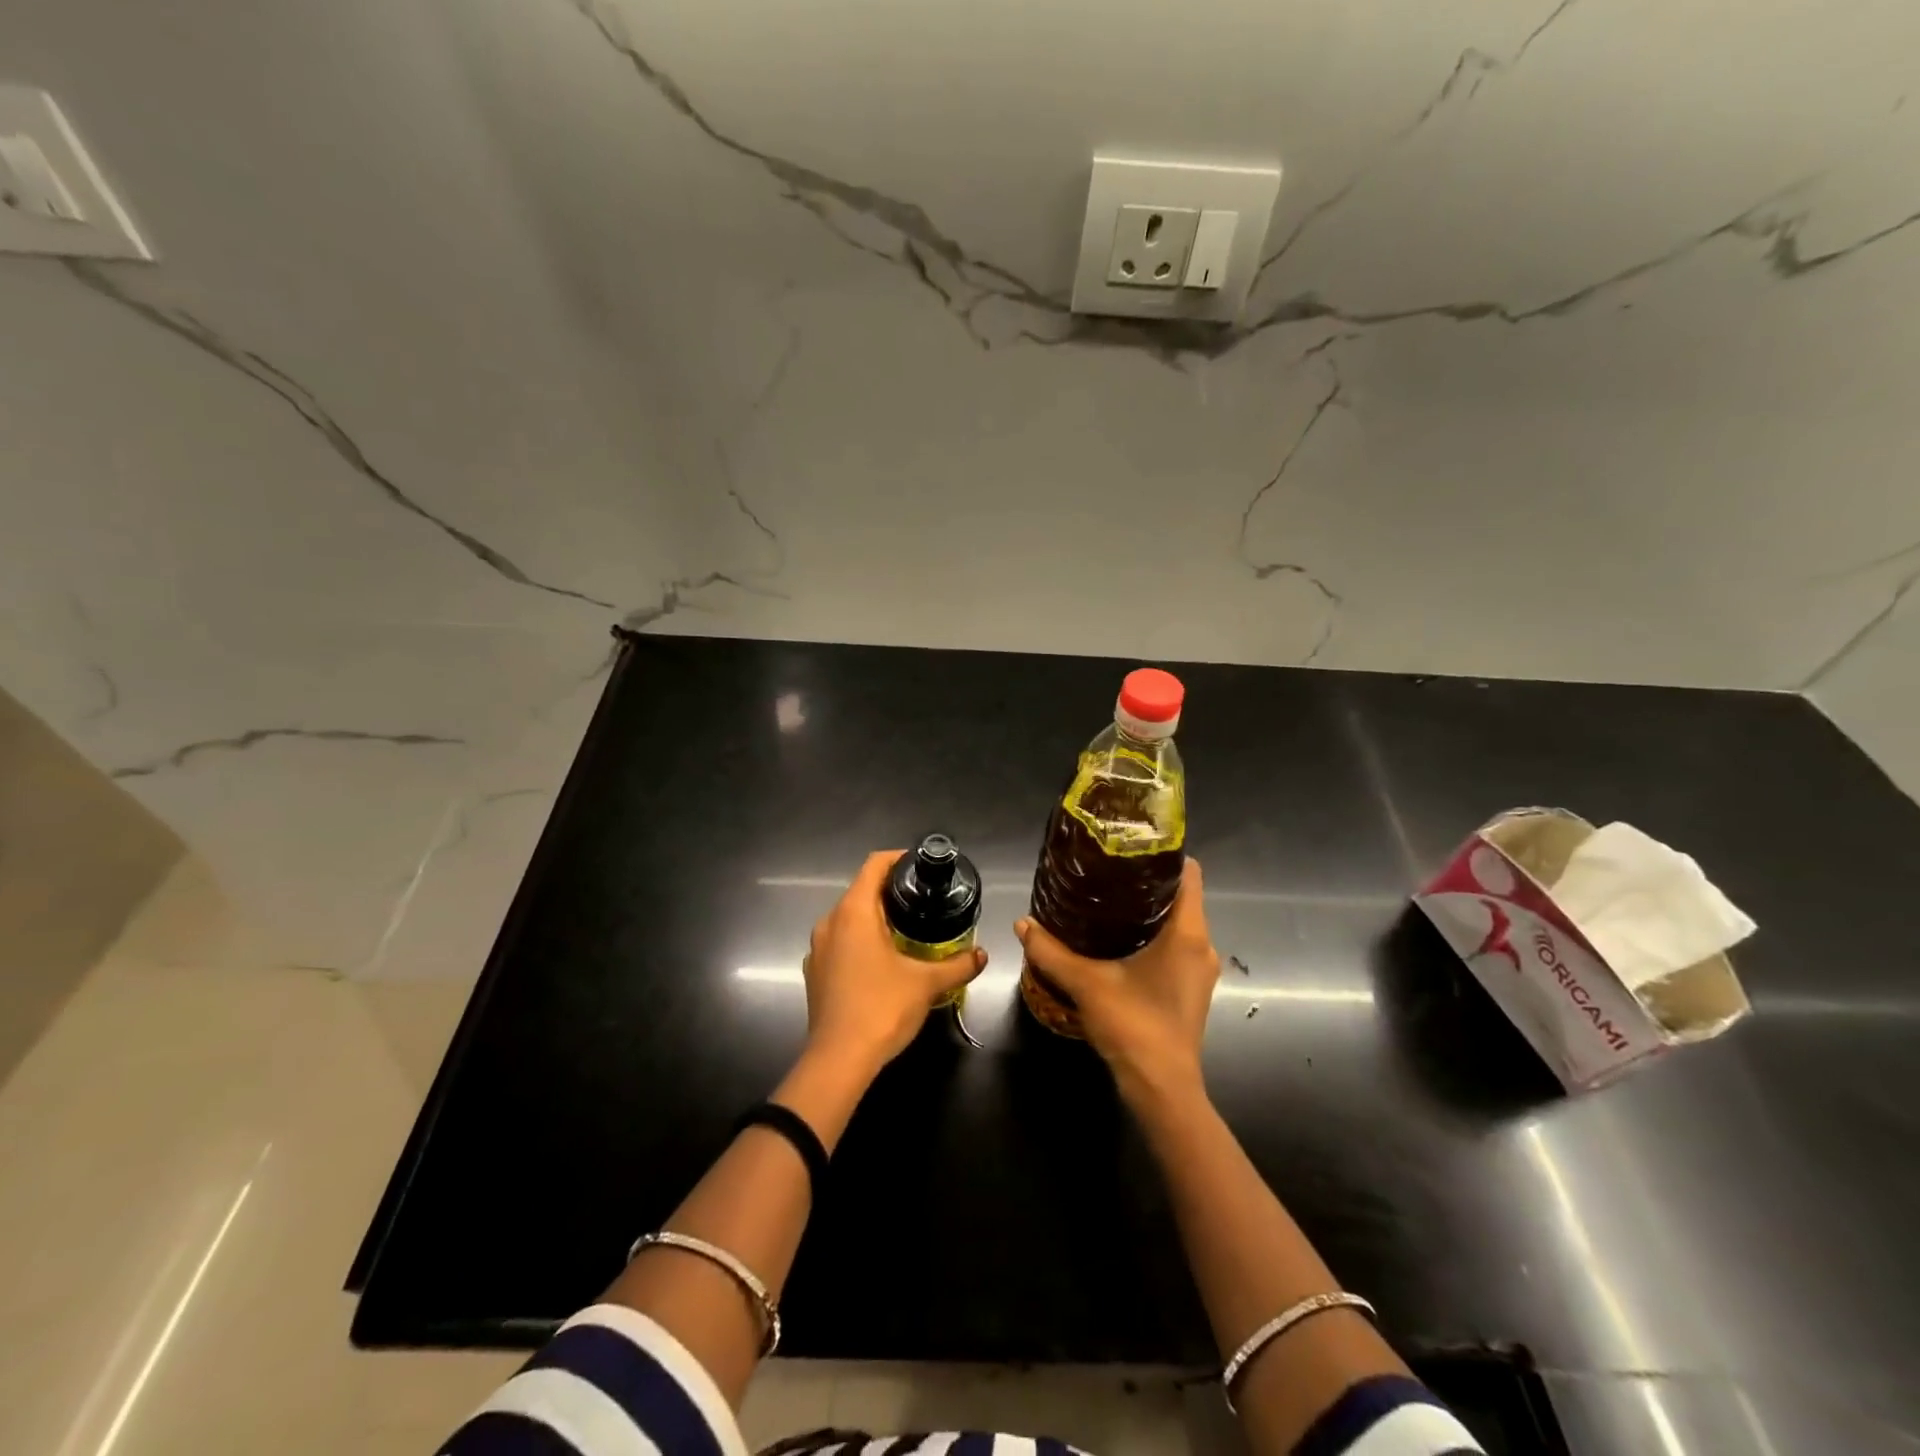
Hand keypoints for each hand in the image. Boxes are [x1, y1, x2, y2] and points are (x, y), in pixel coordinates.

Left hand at [804, 850, 986, 1075]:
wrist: (838, 1060)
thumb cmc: (881, 1008)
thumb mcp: (926, 984)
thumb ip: (958, 965)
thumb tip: (983, 955)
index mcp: (853, 912)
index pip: (874, 865)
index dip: (898, 859)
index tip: (922, 867)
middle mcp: (830, 922)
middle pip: (861, 891)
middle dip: (891, 891)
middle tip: (924, 901)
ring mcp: (818, 948)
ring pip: (849, 918)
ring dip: (875, 918)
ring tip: (908, 929)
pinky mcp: (814, 971)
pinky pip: (840, 942)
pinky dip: (861, 941)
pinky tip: (883, 961)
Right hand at [1015, 858, 1218, 1107]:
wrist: (1163, 1090)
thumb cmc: (1135, 1026)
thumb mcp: (1087, 983)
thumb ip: (1051, 952)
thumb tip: (1021, 923)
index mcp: (1188, 933)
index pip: (1188, 874)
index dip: (1162, 855)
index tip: (1129, 846)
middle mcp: (1202, 946)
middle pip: (1179, 897)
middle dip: (1144, 883)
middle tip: (1105, 872)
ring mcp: (1199, 969)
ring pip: (1176, 924)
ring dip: (1146, 912)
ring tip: (1105, 901)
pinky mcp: (1190, 988)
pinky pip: (1175, 946)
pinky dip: (1151, 936)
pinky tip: (1116, 940)